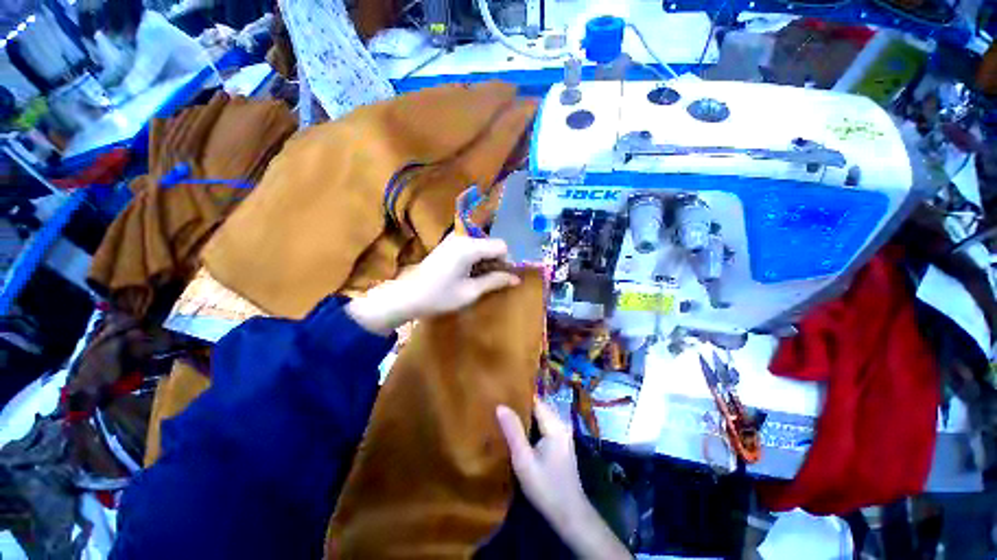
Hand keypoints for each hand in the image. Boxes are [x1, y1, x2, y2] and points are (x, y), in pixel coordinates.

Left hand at [346, 234, 519, 334]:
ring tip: (481, 280)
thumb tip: (517, 279)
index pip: (501, 246)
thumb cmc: (439, 296)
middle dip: (497, 261)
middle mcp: (462, 237)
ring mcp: (454, 239)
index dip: (507, 262)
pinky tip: (471, 275)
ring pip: (482, 246)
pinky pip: (471, 248)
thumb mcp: (470, 291)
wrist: (407, 296)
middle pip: (491, 244)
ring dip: (486, 262)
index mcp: (469, 246)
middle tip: (494, 281)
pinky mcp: (449, 245)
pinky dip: (477, 260)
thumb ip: (495, 281)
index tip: (504, 278)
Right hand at [496, 398, 630, 558]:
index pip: (535, 400)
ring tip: (505, 414)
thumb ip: (513, 431)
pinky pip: (544, 424)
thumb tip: (500, 406)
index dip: (518, 396)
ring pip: (541, 415)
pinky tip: (518, 430)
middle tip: (500, 403)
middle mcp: (561, 423)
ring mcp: (563, 433)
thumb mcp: (524, 460)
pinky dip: (532, 424)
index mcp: (555, 424)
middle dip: (520, 405)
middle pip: (538, 406)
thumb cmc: (545, 487)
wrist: (569, 514)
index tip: (501, 393)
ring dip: (525, 415)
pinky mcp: (561, 442)